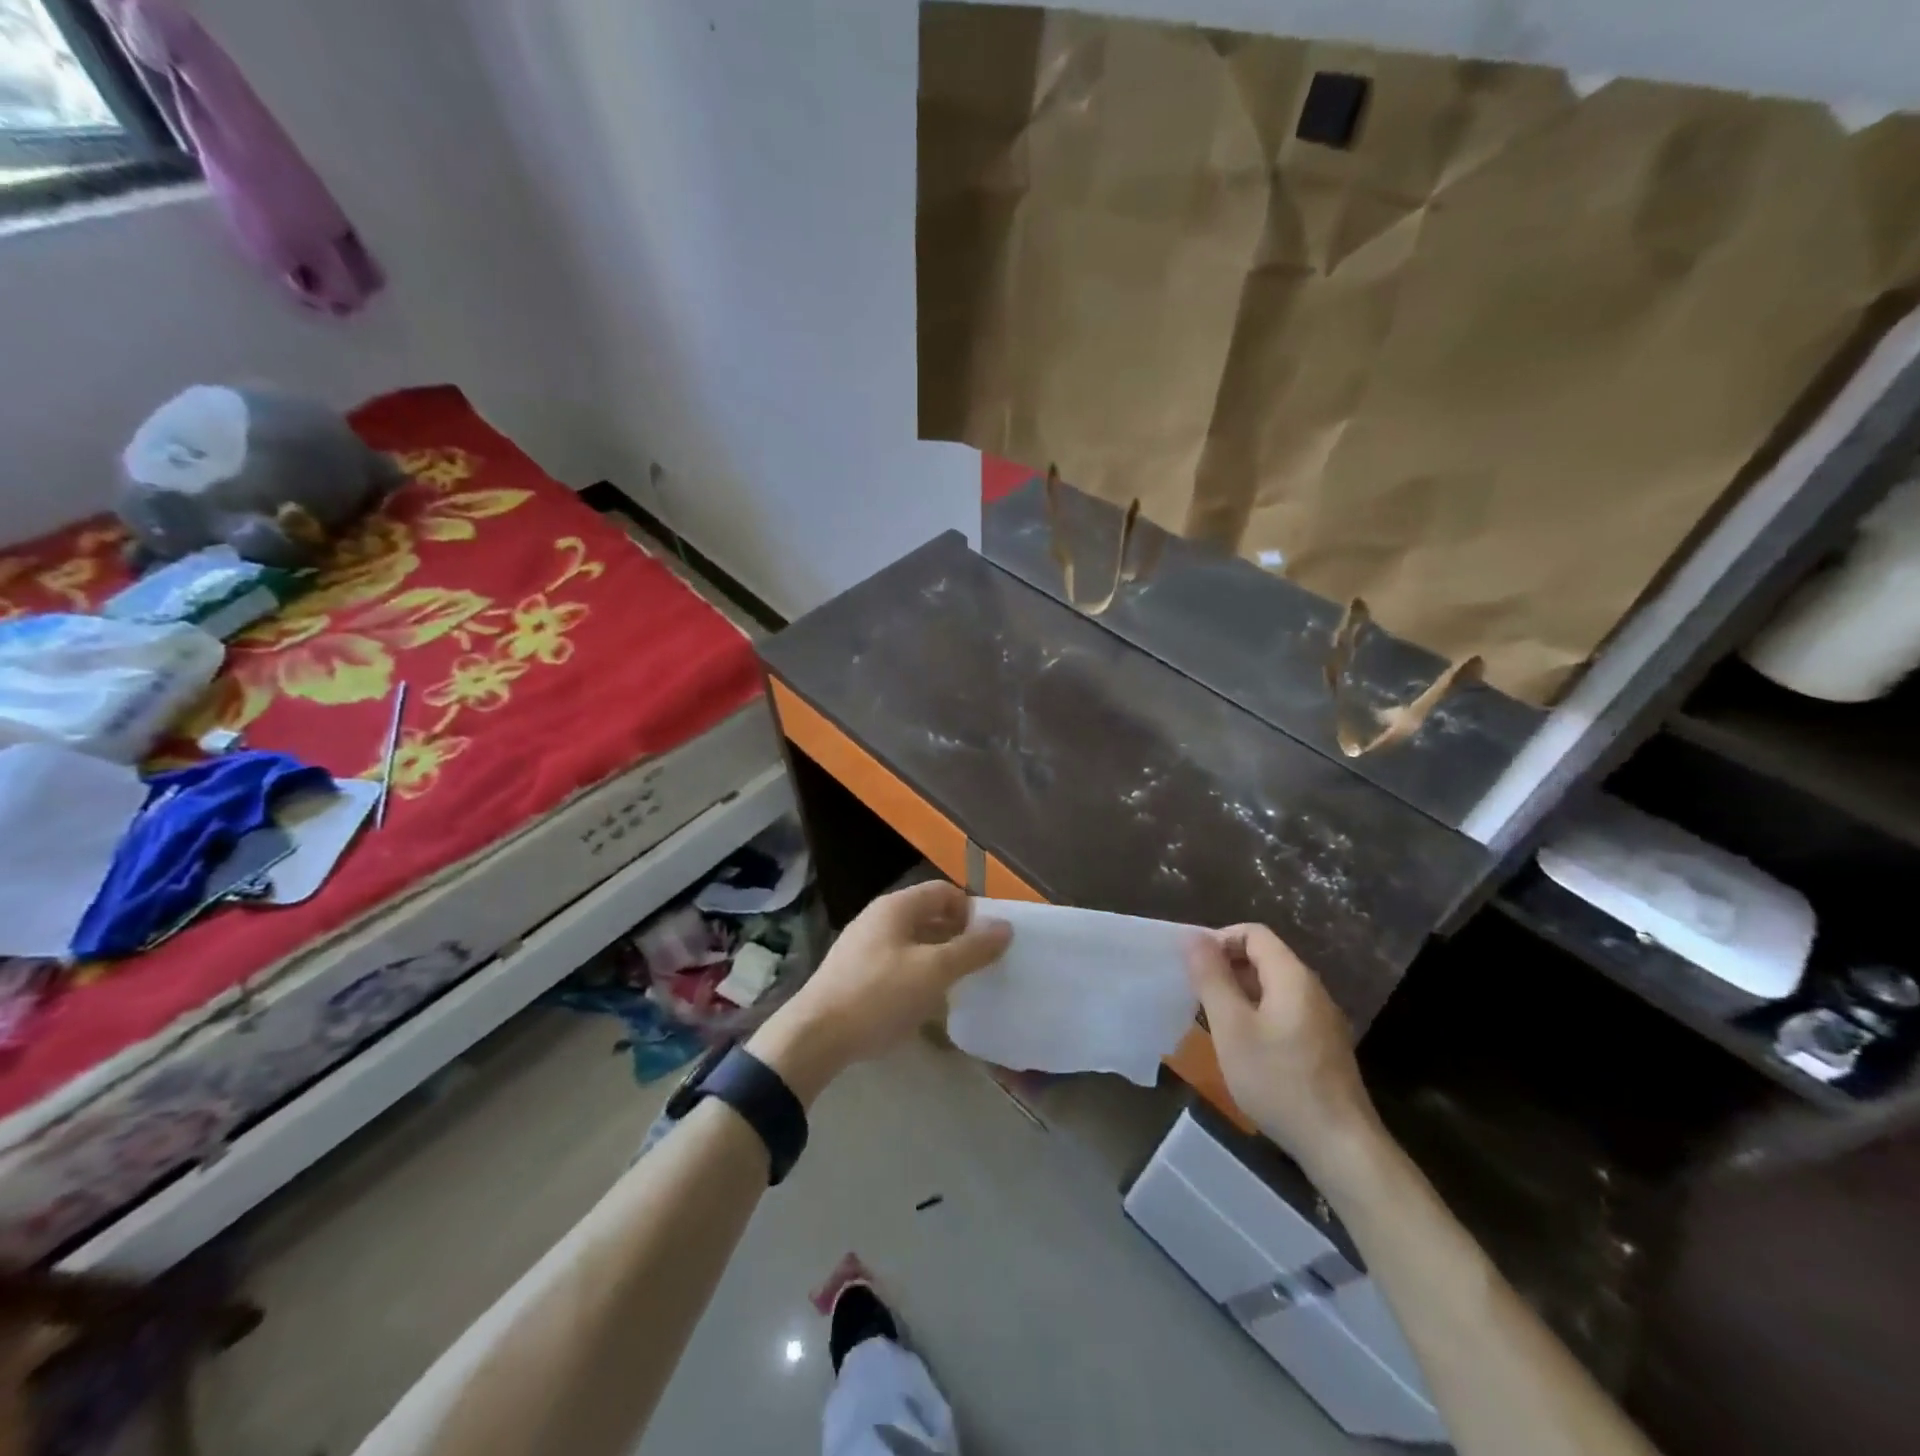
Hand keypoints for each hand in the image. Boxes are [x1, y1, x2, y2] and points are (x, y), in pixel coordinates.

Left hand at [748, 881, 1011, 1103]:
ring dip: (939, 956)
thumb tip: (1005, 927)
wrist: (816, 1037)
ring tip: (961, 984)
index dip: (971, 910)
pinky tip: (927, 1001)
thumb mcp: (933, 971)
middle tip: (982, 963)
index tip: (991, 939)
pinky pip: (898, 963)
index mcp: (896, 907)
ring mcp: (864, 946)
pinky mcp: (856, 973)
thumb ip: (971, 949)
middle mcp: (879, 918)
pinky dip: (918, 973)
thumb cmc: (879, 995)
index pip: (944, 891)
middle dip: (958, 935)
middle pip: (929, 915)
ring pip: (914, 941)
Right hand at [1187, 924, 1383, 1186]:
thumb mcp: (1232, 1027)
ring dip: (1238, 993)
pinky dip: (1256, 1014)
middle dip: (1226, 967)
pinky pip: (1283, 1011)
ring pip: (1272, 987)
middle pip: (1264, 957)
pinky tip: (1242, 1047)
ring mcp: (1321, 1019)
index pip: (1253, 933)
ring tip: (1212, 1020)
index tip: (1192, 968)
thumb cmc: (1279, 1081)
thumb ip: (1211, 978)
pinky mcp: (1322, 1046)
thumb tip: (1192, 935)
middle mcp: (1311, 989)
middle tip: (1195, 994)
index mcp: (1292, 976)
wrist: (1341, 1146)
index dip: (1219, 940)